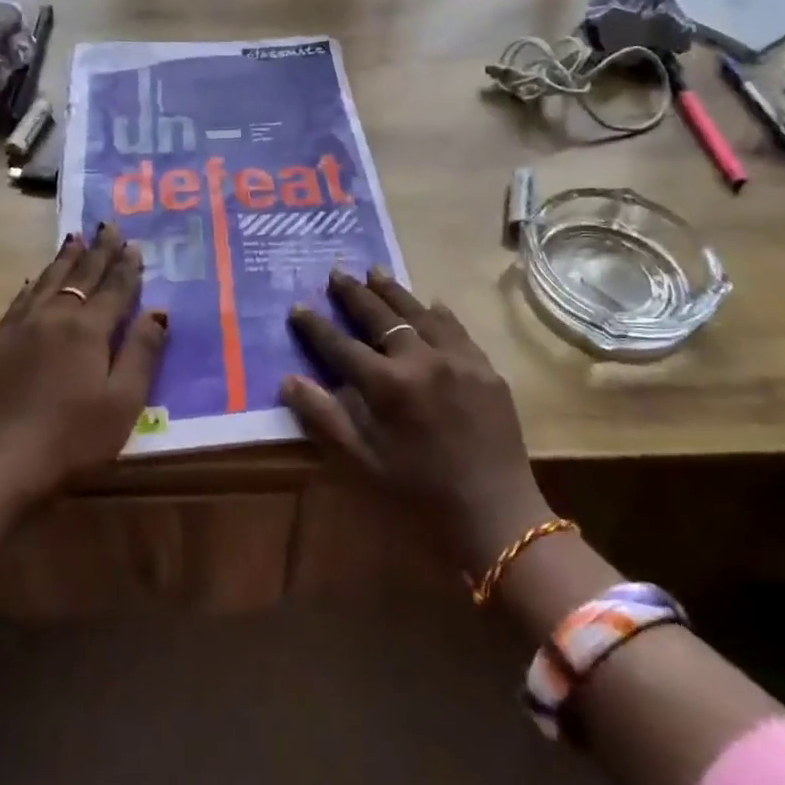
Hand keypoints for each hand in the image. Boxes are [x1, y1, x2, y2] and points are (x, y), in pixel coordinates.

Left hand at [0, 224, 167, 507]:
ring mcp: (21, 328)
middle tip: (108, 227)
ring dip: (65, 258)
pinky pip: (21, 299)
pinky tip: (35, 278)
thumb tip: (158, 313)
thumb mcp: (122, 402)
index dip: (126, 267)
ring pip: (48, 280)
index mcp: (88, 329)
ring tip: (76, 238)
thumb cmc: (72, 438)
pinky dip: (34, 283)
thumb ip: (142, 353)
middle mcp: (55, 317)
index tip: (134, 244)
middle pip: (81, 276)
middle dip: (98, 251)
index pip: (114, 289)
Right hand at [283, 269, 549, 575]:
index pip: (341, 346)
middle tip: (337, 271)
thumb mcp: (363, 463)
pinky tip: (432, 302)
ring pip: (418, 313)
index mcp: (387, 385)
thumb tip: (288, 380)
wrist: (496, 514)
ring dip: (394, 291)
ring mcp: (457, 359)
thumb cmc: (420, 495)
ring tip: (375, 270)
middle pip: (380, 317)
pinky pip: (457, 330)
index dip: (316, 326)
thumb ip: (325, 417)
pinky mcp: (484, 368)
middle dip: (354, 294)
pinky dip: (439, 314)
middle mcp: (421, 360)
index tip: (298, 306)